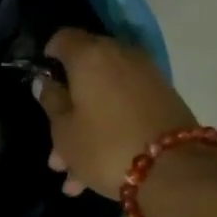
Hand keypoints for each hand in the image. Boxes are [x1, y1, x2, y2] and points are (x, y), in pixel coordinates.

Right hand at [34, 28, 197, 196]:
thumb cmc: (104, 146)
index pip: (62, 39)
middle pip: (85, 74)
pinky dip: (108, 134)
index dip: (48, 58)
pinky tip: (93, 176)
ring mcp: (146, 78)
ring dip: (85, 132)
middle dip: (67, 109)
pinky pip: (125, 111)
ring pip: (104, 99)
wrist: (173, 170)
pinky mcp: (163, 101)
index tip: (42, 83)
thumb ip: (51, 102)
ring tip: (72, 177)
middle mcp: (121, 56)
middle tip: (54, 146)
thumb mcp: (64, 130)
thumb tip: (44, 81)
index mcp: (90, 56)